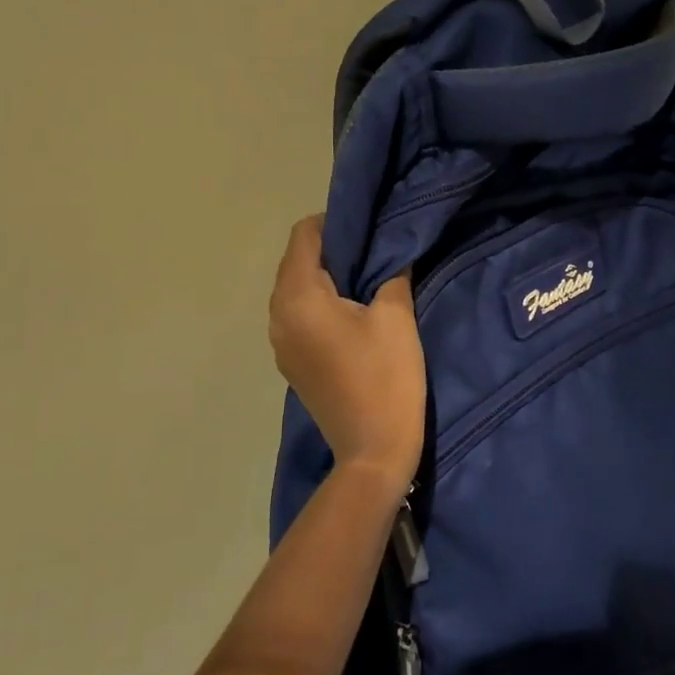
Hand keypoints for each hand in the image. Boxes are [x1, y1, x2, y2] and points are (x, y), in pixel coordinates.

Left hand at [268, 215, 425, 487]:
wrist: (373, 452)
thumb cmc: (386, 377)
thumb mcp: (396, 316)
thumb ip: (391, 272)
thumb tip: (391, 250)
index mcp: (298, 297)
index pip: (304, 236)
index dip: (336, 223)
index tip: (370, 228)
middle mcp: (278, 315)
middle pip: (296, 261)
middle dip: (331, 249)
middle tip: (374, 251)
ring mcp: (280, 342)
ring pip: (296, 289)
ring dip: (326, 277)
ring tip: (366, 280)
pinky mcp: (291, 362)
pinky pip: (299, 315)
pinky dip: (320, 303)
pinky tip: (353, 314)